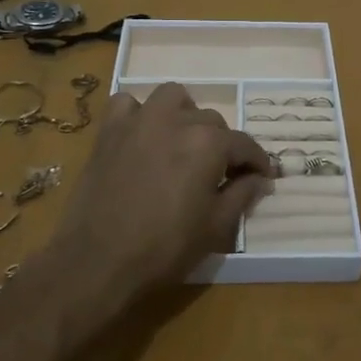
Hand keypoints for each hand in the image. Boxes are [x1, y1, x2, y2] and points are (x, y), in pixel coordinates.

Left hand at [47, 83, 272, 314]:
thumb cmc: (164, 248)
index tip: (263, 176)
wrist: (98, 262)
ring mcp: (140, 120)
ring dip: (185, 115)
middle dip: (222, 145)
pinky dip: (139, 114)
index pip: (244, 145)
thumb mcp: (215, 227)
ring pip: (173, 98)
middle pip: (212, 121)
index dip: (257, 162)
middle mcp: (177, 120)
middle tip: (220, 173)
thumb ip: (242, 195)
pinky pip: (128, 104)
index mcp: (209, 143)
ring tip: (183, 142)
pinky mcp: (109, 131)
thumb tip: (260, 178)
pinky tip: (142, 135)